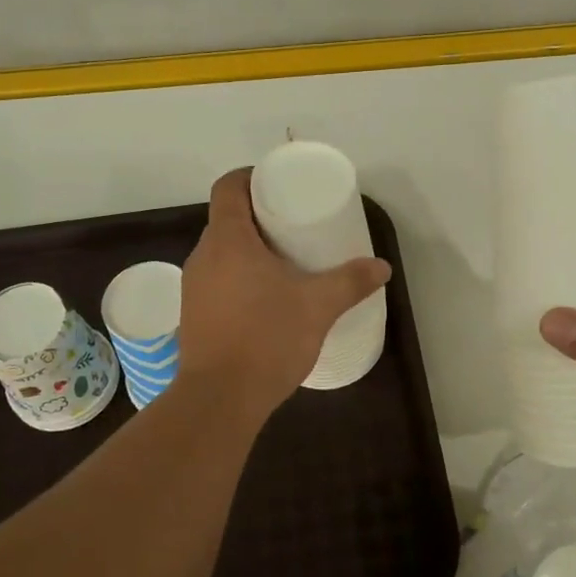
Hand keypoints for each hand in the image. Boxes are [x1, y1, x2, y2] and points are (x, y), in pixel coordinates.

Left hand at [178, 169, 391, 415]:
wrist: (220, 399)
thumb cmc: (267, 339)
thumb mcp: (318, 307)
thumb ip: (351, 282)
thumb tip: (382, 267)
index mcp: (228, 240)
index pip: (229, 187)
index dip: (251, 177)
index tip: (280, 186)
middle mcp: (203, 256)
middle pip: (227, 219)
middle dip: (259, 217)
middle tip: (294, 226)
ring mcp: (193, 287)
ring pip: (222, 252)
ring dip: (249, 250)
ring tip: (284, 262)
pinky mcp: (193, 315)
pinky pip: (217, 280)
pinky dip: (239, 278)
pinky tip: (265, 300)